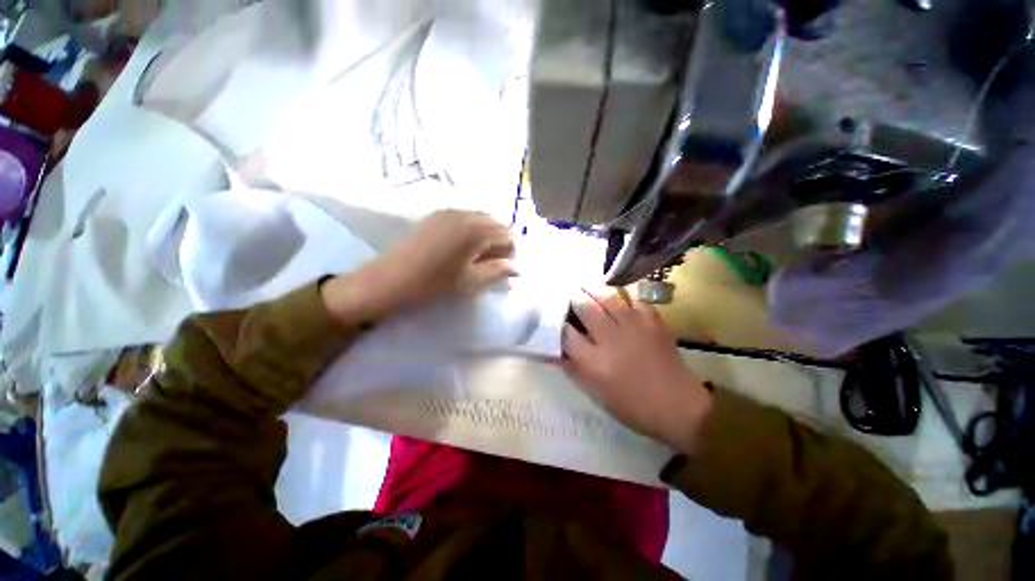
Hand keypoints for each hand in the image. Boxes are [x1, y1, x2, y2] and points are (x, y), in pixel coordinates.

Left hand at [322, 210, 515, 321]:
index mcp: (476, 231)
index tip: (503, 269)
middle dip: (500, 243)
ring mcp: (450, 212)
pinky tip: (462, 248)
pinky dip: (472, 230)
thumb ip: (498, 271)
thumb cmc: (434, 284)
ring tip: (477, 257)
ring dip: (487, 236)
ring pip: (482, 219)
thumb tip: (518, 270)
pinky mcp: (438, 215)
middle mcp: (466, 214)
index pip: (508, 235)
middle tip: (491, 264)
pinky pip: (466, 218)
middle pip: (497, 223)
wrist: (390, 279)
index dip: (510, 253)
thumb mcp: (471, 281)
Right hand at [562, 288, 712, 453]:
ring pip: (608, 297)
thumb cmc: (632, 405)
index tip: (557, 318)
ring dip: (594, 289)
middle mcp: (610, 338)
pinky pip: (636, 297)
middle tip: (571, 294)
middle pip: (585, 307)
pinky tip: (618, 291)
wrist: (678, 406)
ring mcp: (633, 326)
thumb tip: (556, 351)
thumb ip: (573, 368)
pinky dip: (625, 291)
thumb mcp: (595, 392)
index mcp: (593, 361)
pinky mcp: (652, 321)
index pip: (566, 333)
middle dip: (574, 298)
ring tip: (588, 286)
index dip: (558, 323)